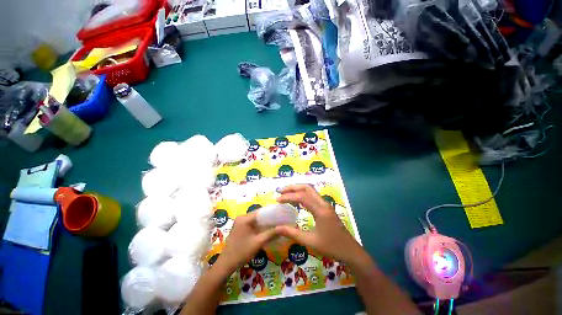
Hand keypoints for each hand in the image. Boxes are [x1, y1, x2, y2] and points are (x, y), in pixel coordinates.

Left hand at [213, 212, 276, 274]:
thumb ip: (271, 233)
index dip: (272, 213)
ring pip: (256, 220)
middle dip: (269, 218)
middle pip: (259, 215)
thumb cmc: (242, 252)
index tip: (281, 216)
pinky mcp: (240, 228)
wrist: (226, 264)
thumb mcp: (258, 242)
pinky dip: (259, 226)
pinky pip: (252, 224)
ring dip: (265, 223)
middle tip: (280, 222)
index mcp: (245, 218)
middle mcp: (242, 217)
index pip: (261, 211)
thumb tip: (284, 227)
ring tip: (276, 225)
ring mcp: (240, 222)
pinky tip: (267, 230)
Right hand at [275, 184, 369, 267]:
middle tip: (280, 191)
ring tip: (285, 193)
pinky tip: (296, 200)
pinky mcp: (326, 208)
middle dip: (293, 187)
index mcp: (320, 210)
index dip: (288, 196)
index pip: (302, 197)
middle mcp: (323, 203)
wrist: (351, 252)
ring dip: (298, 189)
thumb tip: (276, 228)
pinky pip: (313, 196)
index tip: (277, 199)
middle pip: (307, 188)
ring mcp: (326, 205)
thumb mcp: (310, 242)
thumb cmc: (331, 247)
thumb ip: (292, 233)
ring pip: (310, 190)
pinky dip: (303, 194)